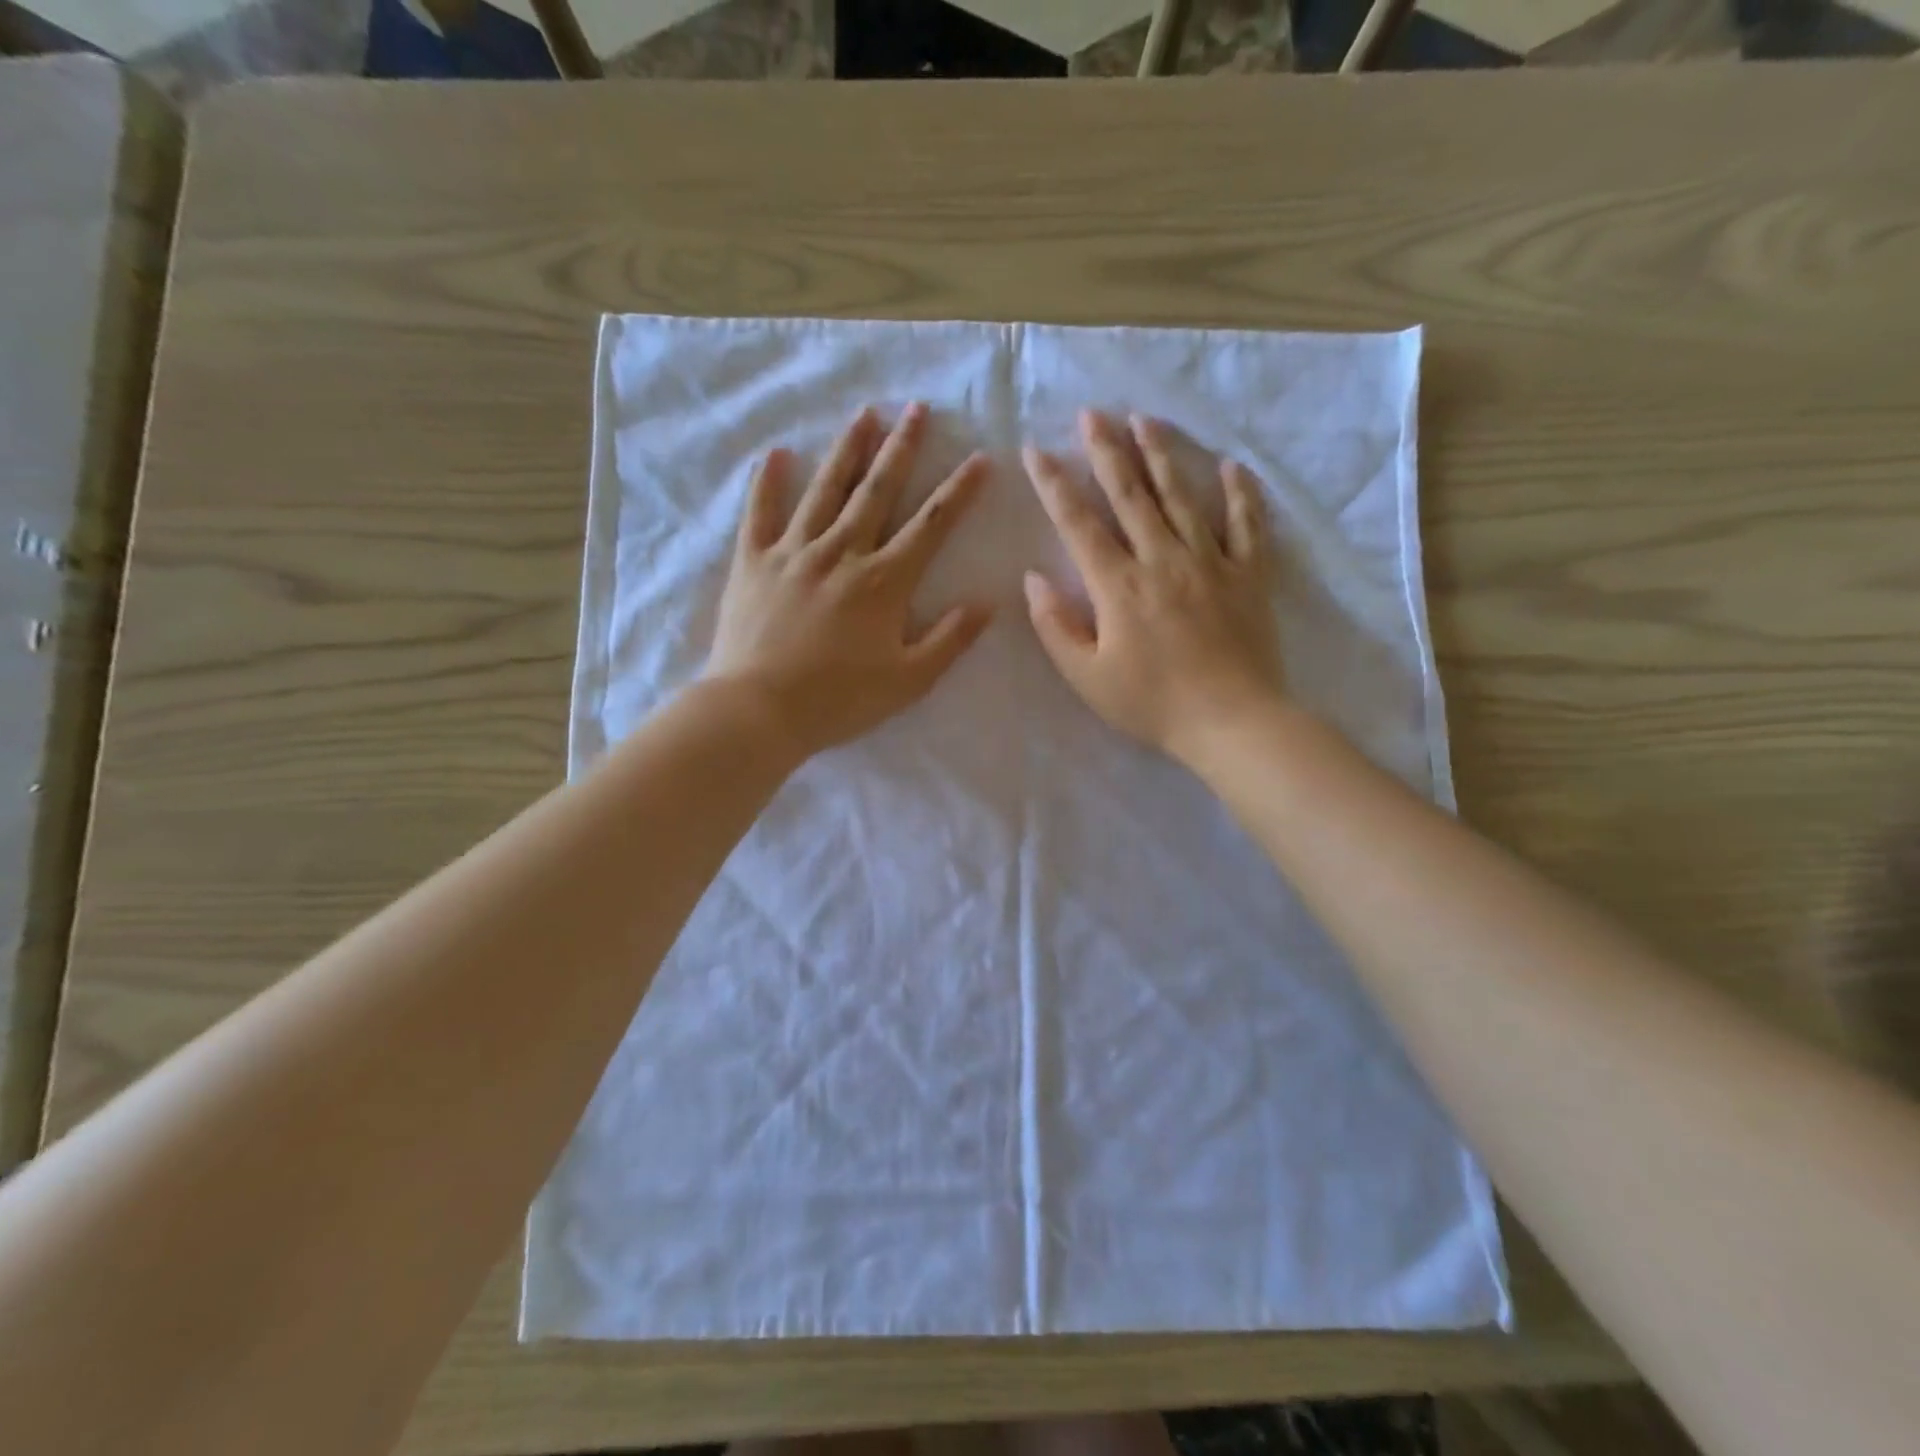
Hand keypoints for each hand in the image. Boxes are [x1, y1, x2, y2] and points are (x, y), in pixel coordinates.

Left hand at [705, 403, 992, 756]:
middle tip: (916, 409)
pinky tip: (778, 453)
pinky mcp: (753, 562)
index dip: (959, 491)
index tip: (980, 458)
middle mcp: (842, 552)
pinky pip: (761, 512)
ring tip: (864, 414)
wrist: (759, 710)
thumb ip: (949, 640)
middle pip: (878, 490)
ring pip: (825, 489)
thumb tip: (987, 603)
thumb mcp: (909, 680)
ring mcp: (794, 552)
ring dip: (847, 449)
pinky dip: (768, 482)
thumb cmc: (839, 700)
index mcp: (884, 581)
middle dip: (901, 448)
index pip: (931, 525)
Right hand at [1023, 410, 1282, 763]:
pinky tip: (1231, 466)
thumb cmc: (1151, 704)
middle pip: (1130, 494)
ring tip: (1145, 420)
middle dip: (1107, 451)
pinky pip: (1246, 524)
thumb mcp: (1086, 677)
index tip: (1037, 450)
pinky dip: (1240, 493)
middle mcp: (1162, 559)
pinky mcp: (1248, 575)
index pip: (1078, 523)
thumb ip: (1056, 626)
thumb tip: (1033, 579)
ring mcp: (1210, 562)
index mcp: (1118, 585)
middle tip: (1092, 413)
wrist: (1231, 721)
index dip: (1054, 485)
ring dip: (1161, 455)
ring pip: (1182, 496)